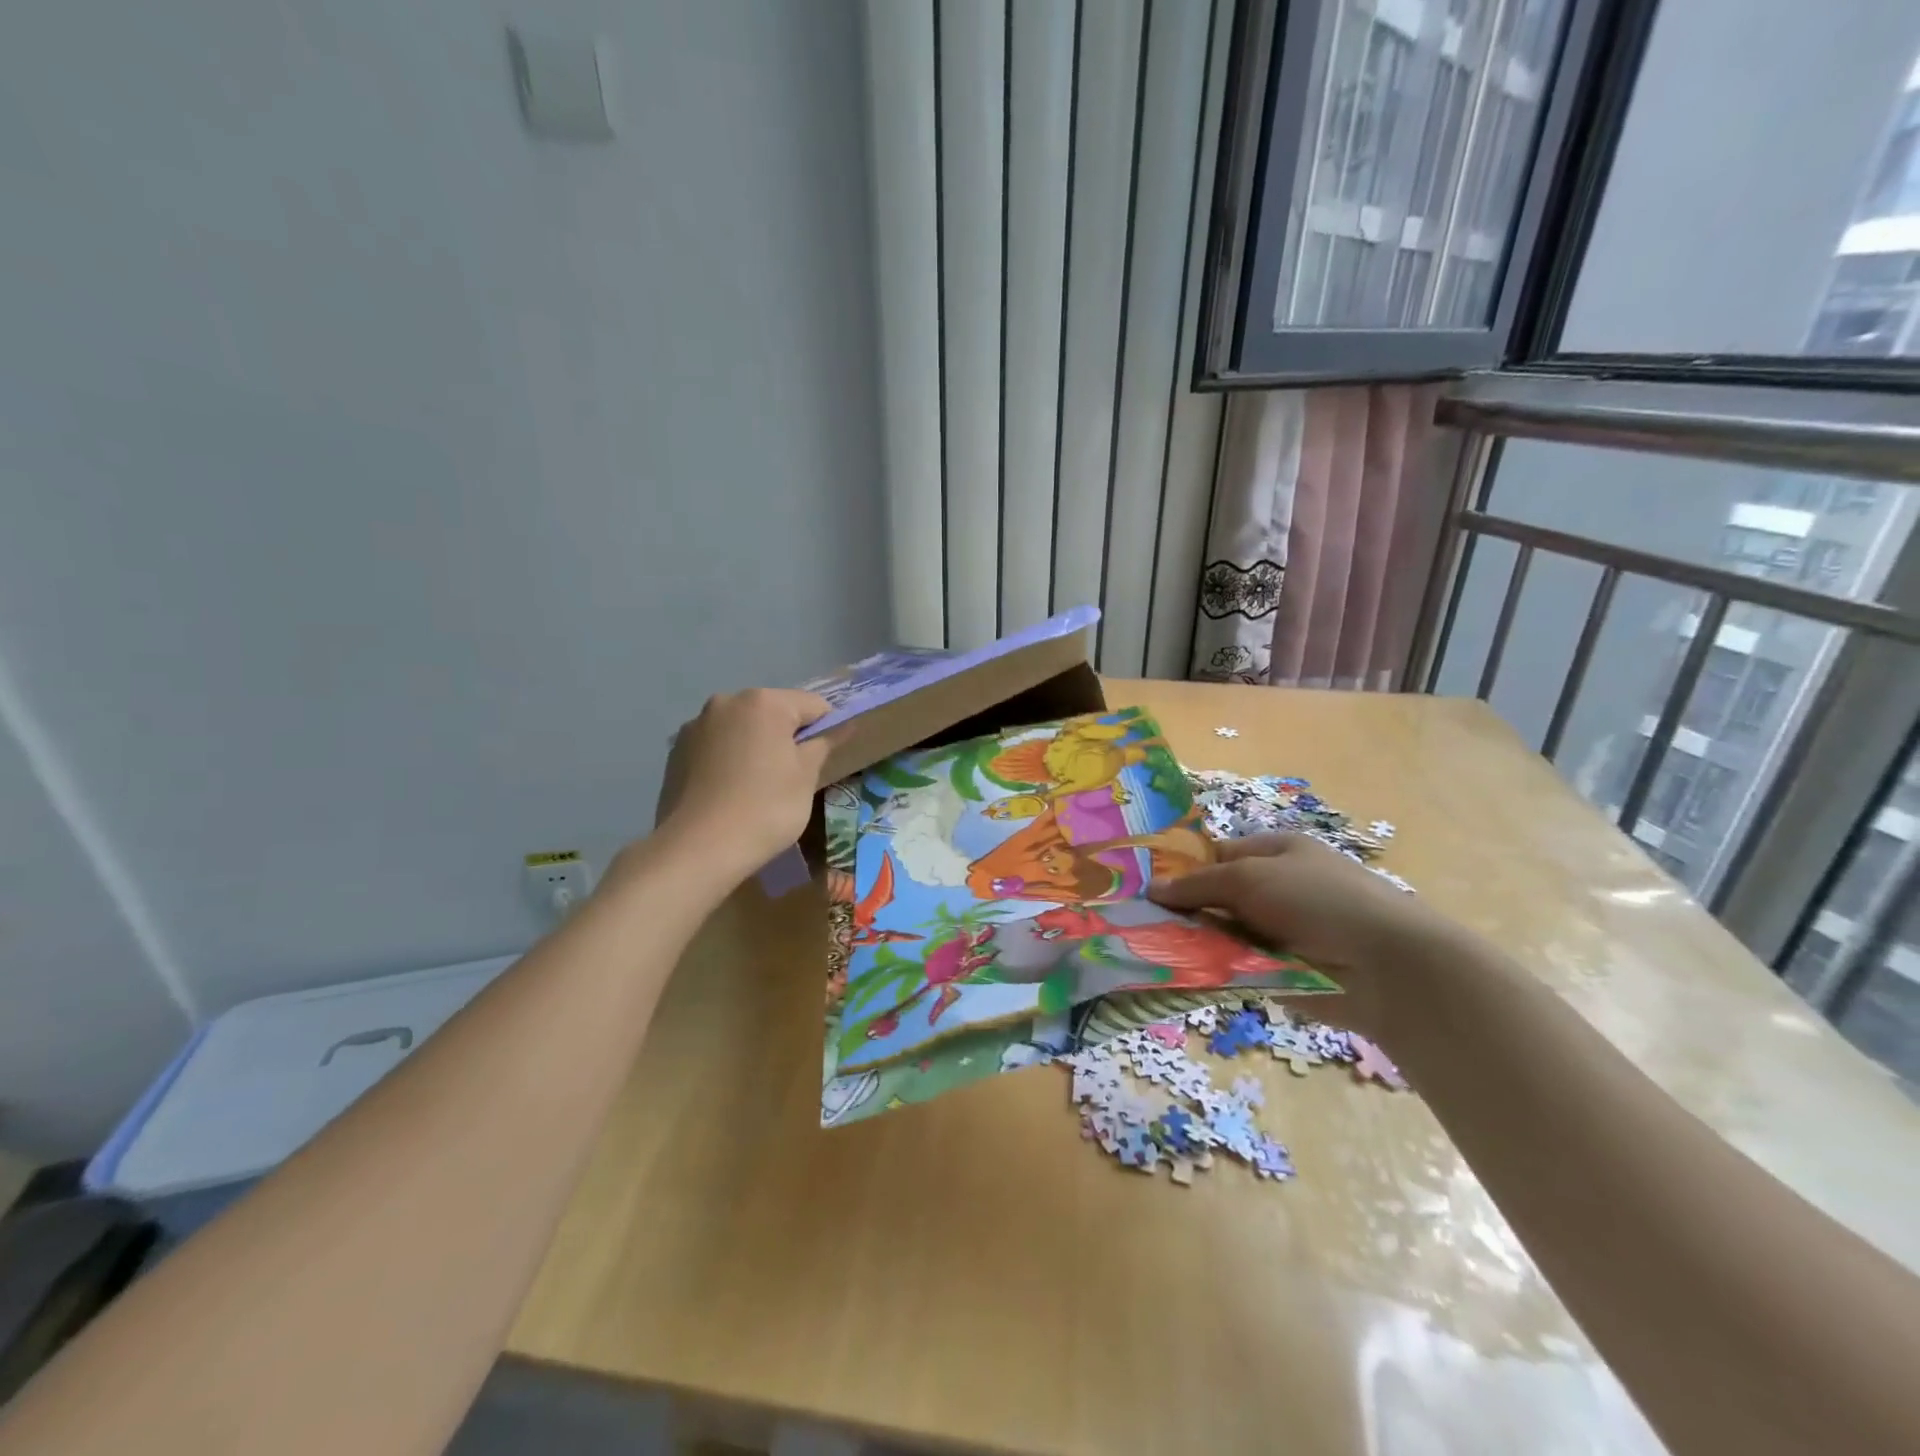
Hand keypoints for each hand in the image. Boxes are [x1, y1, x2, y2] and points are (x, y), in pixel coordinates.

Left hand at [658, 688, 838, 876]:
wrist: (699, 848)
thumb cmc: (766, 807)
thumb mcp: (806, 776)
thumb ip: (825, 743)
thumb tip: (845, 725)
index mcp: (764, 702)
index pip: (813, 705)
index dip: (827, 729)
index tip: (825, 760)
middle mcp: (727, 702)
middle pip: (773, 713)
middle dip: (787, 737)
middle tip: (792, 776)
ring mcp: (696, 725)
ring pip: (742, 729)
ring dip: (755, 746)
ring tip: (757, 786)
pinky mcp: (676, 751)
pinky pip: (716, 746)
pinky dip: (729, 760)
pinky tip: (730, 792)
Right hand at [1147, 833, 1470, 1041]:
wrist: (1385, 967)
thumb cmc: (1317, 900)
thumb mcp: (1249, 878)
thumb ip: (1199, 884)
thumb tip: (1152, 889)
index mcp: (1276, 852)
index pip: (1217, 854)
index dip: (1184, 868)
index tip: (1145, 887)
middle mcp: (1277, 887)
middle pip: (1218, 895)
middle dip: (1184, 909)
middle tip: (1139, 921)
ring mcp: (1280, 931)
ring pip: (1223, 933)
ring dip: (1196, 941)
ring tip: (1149, 949)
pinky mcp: (1282, 970)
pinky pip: (1236, 965)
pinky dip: (1214, 968)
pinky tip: (1179, 972)